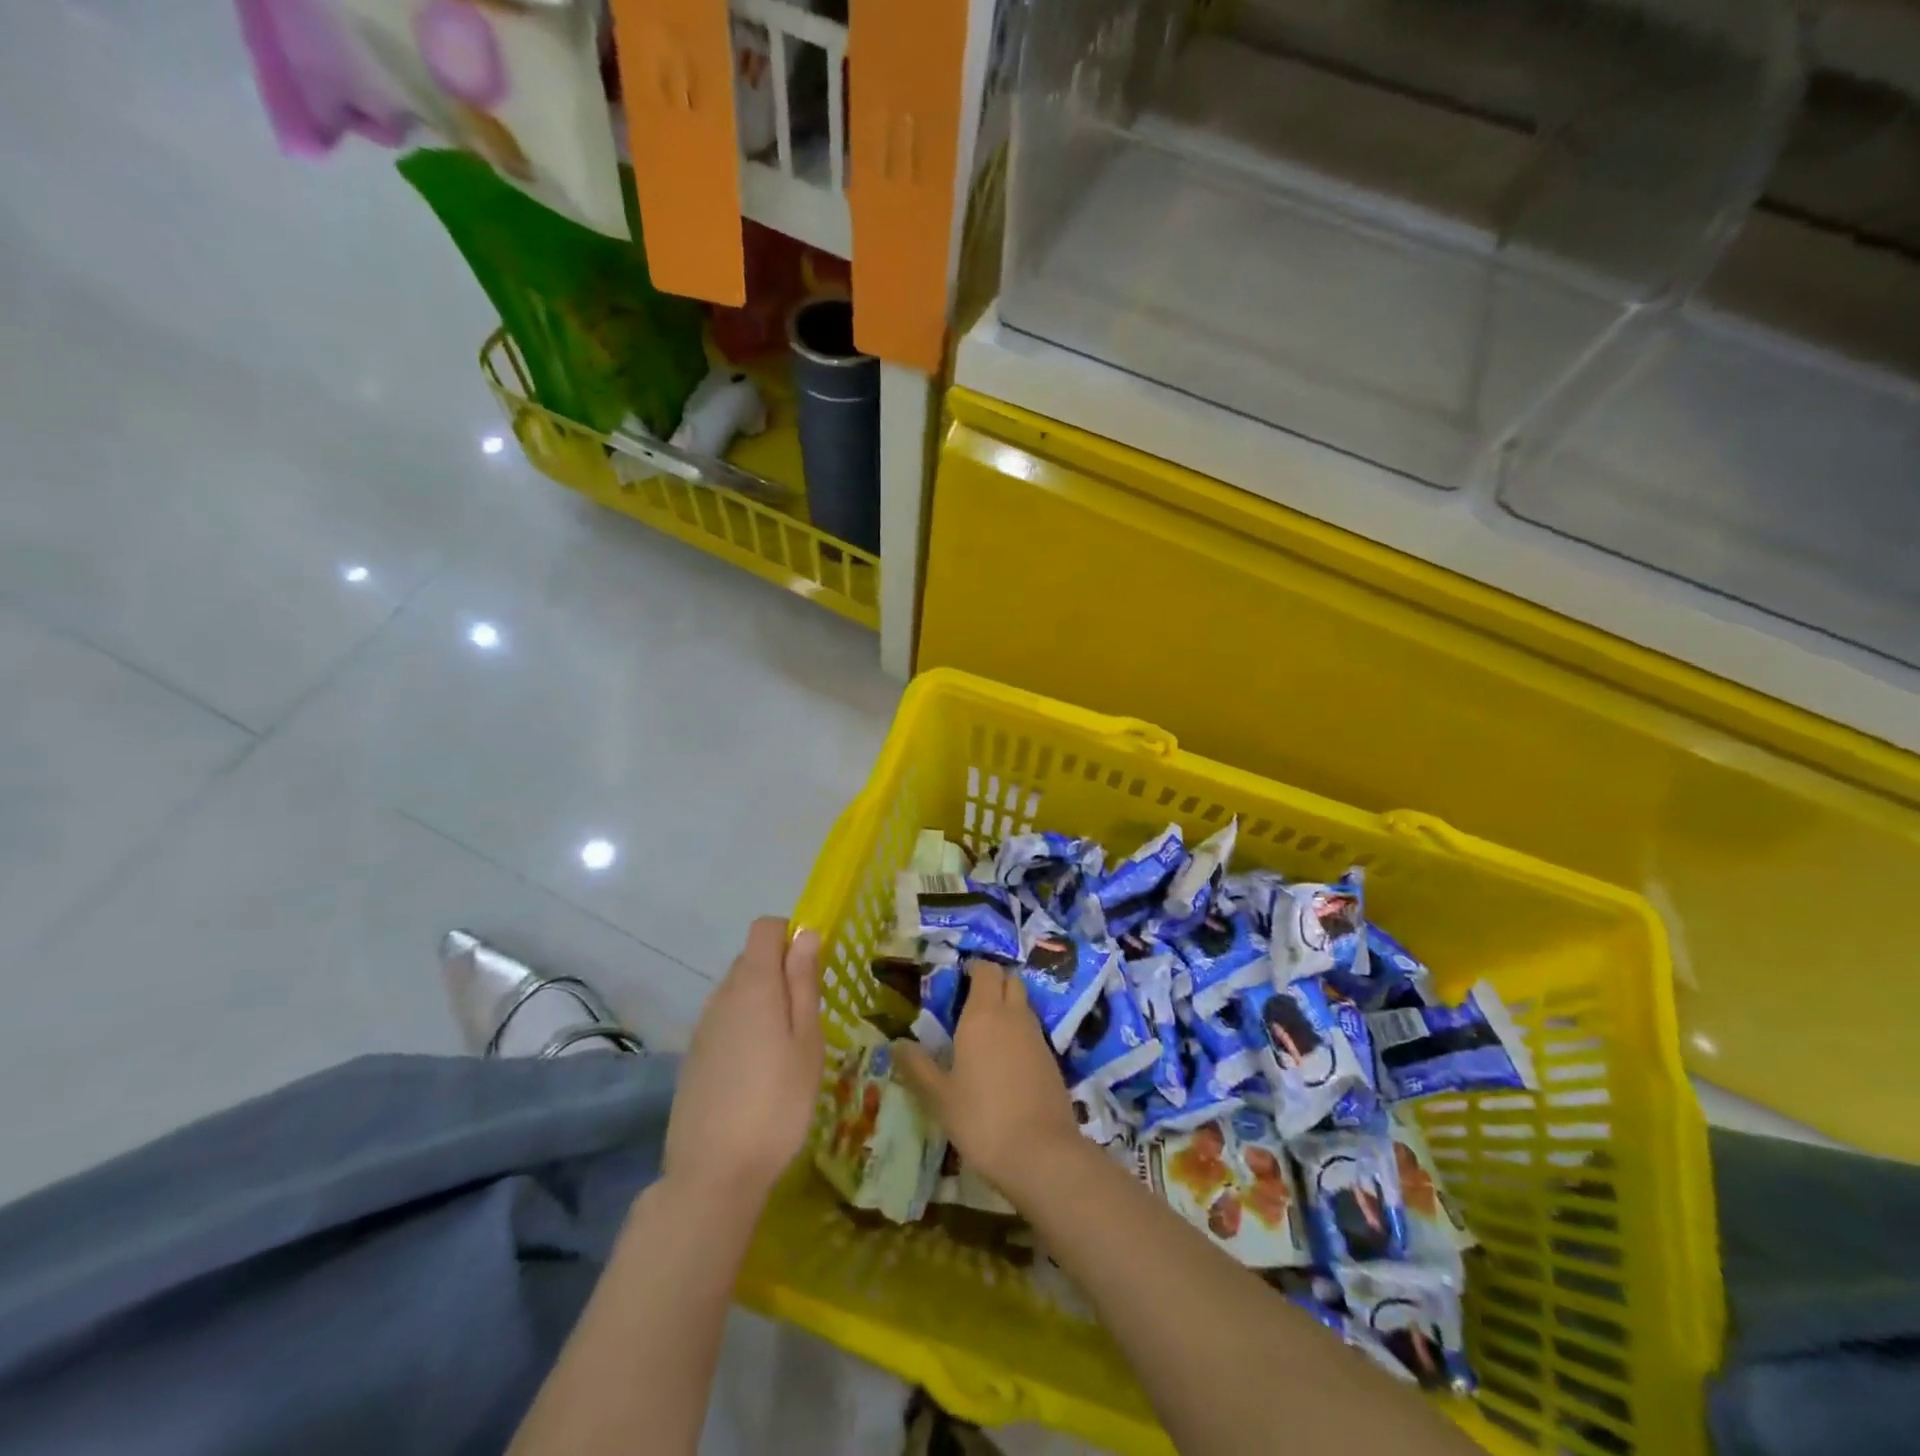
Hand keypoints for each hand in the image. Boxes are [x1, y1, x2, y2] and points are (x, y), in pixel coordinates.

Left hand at [663, 918, 822, 1207]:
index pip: (765, 928)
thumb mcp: (806, 1040)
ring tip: (786, 1049)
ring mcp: (702, 1027)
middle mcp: (721, 995)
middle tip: (807, 1016)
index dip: (790, 936)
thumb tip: (805, 933)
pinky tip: (758, 1071)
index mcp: (753, 984)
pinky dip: (744, 1028)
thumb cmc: (777, 1102)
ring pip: (737, 992)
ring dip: (763, 1002)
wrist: (713, 1173)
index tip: (812, 969)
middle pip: (751, 959)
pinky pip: (724, 1021)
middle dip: (780, 971)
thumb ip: (803, 982)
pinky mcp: (693, 1056)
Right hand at [895, 961, 1082, 1204]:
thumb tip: (896, 1043)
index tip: (957, 981)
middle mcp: (1013, 1016)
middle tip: (969, 1003)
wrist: (1041, 1154)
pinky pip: (1032, 1031)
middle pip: (1010, 980)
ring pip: (1023, 1005)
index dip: (974, 969)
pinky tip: (1004, 1062)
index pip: (986, 970)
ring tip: (984, 1034)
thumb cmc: (981, 1119)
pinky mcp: (1051, 1059)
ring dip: (1007, 1007)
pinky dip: (1018, 1033)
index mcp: (983, 1014)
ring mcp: (1037, 1037)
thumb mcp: (939, 1096)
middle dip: (993, 983)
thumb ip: (917, 1066)